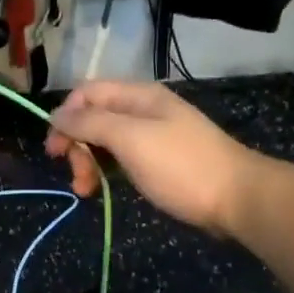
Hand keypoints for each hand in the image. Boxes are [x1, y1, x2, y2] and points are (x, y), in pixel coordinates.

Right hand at [46, 81, 251, 234]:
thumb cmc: (181, 166)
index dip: (65, 117)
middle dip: (77, 146)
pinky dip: (106, 172)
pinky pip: (121, 159)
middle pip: (93, 118)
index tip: (54, 150)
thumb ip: (90, 123)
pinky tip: (103, 190)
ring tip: (86, 191)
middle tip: (76, 177)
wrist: (238, 199)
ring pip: (105, 142)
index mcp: (137, 96)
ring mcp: (152, 136)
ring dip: (88, 163)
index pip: (86, 93)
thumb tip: (55, 114)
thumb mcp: (131, 139)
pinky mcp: (159, 162)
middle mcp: (142, 110)